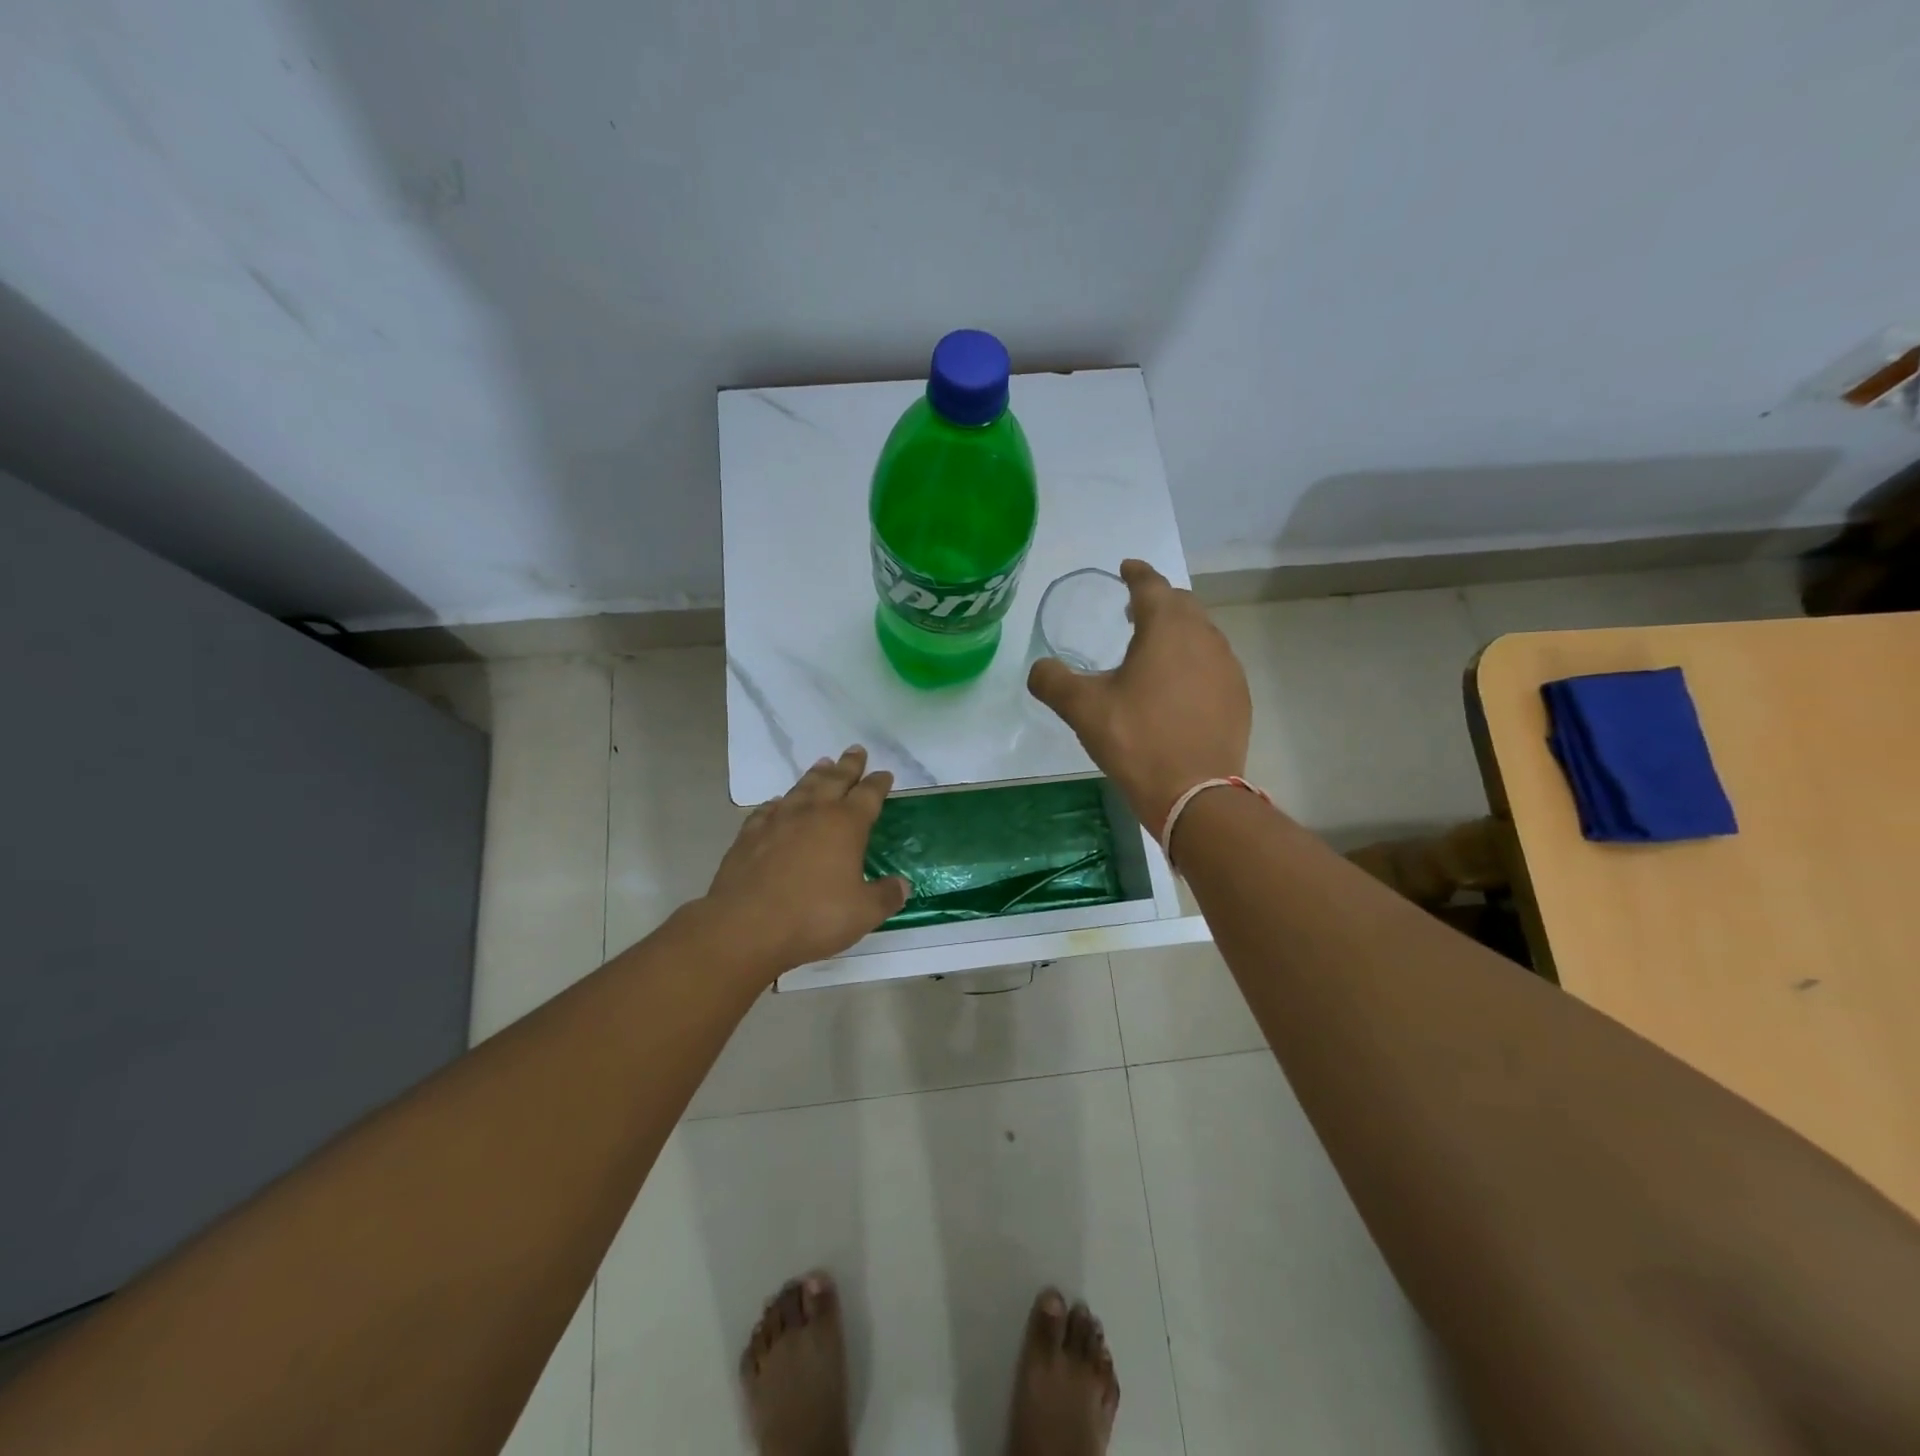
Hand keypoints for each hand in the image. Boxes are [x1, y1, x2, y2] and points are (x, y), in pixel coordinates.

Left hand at [703, 746, 910, 972]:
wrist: (745, 926)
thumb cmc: (813, 917)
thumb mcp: (863, 913)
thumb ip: (886, 896)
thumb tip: (902, 885)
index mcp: (846, 825)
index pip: (868, 795)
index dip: (878, 783)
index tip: (884, 774)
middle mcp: (813, 813)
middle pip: (835, 780)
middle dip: (848, 765)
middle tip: (856, 750)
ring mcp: (778, 821)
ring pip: (802, 788)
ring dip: (815, 775)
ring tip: (823, 763)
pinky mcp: (750, 835)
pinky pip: (768, 809)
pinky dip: (778, 803)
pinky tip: (778, 803)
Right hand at [1027, 559, 1251, 831]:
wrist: (1196, 792)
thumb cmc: (1137, 740)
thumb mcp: (1083, 709)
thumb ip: (1053, 681)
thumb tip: (1038, 668)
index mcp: (1167, 628)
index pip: (1152, 585)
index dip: (1136, 573)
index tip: (1126, 568)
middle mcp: (1204, 637)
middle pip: (1181, 604)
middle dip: (1157, 600)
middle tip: (1133, 610)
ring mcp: (1227, 667)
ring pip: (1201, 633)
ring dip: (1177, 631)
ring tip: (1154, 648)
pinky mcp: (1238, 696)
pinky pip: (1214, 663)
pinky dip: (1194, 660)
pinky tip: (1178, 686)